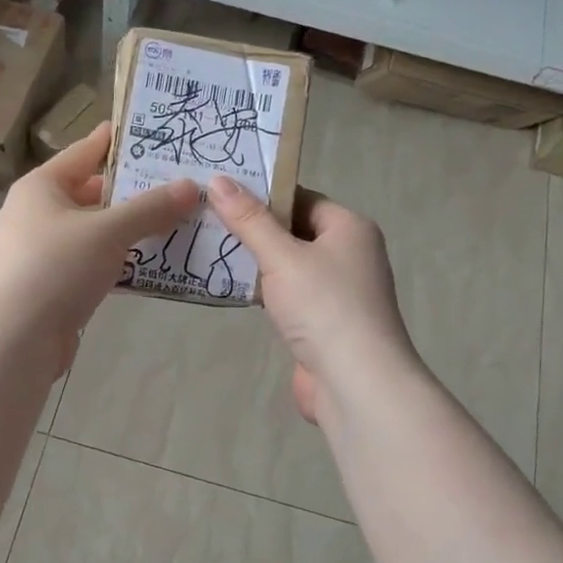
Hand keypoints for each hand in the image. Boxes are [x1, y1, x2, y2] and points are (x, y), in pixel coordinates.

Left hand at [0, 122, 198, 373]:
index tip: (157, 132)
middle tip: (180, 184)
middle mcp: (38, 214)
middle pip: (93, 192)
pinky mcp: (54, 286)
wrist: (14, 339)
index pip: (85, 150)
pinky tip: (154, 264)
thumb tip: (191, 187)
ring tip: (179, 221)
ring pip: (96, 231)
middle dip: (135, 191)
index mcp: (41, 186)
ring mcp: (44, 252)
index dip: (120, 140)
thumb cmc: (55, 268)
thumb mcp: (108, 231)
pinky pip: (95, 264)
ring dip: (132, 230)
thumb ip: (150, 208)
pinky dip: (121, 261)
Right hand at [208, 175, 417, 424]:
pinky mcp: (323, 324)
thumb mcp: (282, 257)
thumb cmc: (324, 306)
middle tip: (206, 220)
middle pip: (294, 232)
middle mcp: (349, 255)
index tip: (221, 194)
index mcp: (349, 229)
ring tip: (209, 250)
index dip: (263, 195)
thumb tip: (218, 180)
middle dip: (254, 230)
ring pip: (289, 267)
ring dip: (256, 264)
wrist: (355, 382)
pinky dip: (263, 293)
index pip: (302, 199)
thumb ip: (249, 220)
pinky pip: (288, 297)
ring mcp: (338, 293)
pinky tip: (230, 289)